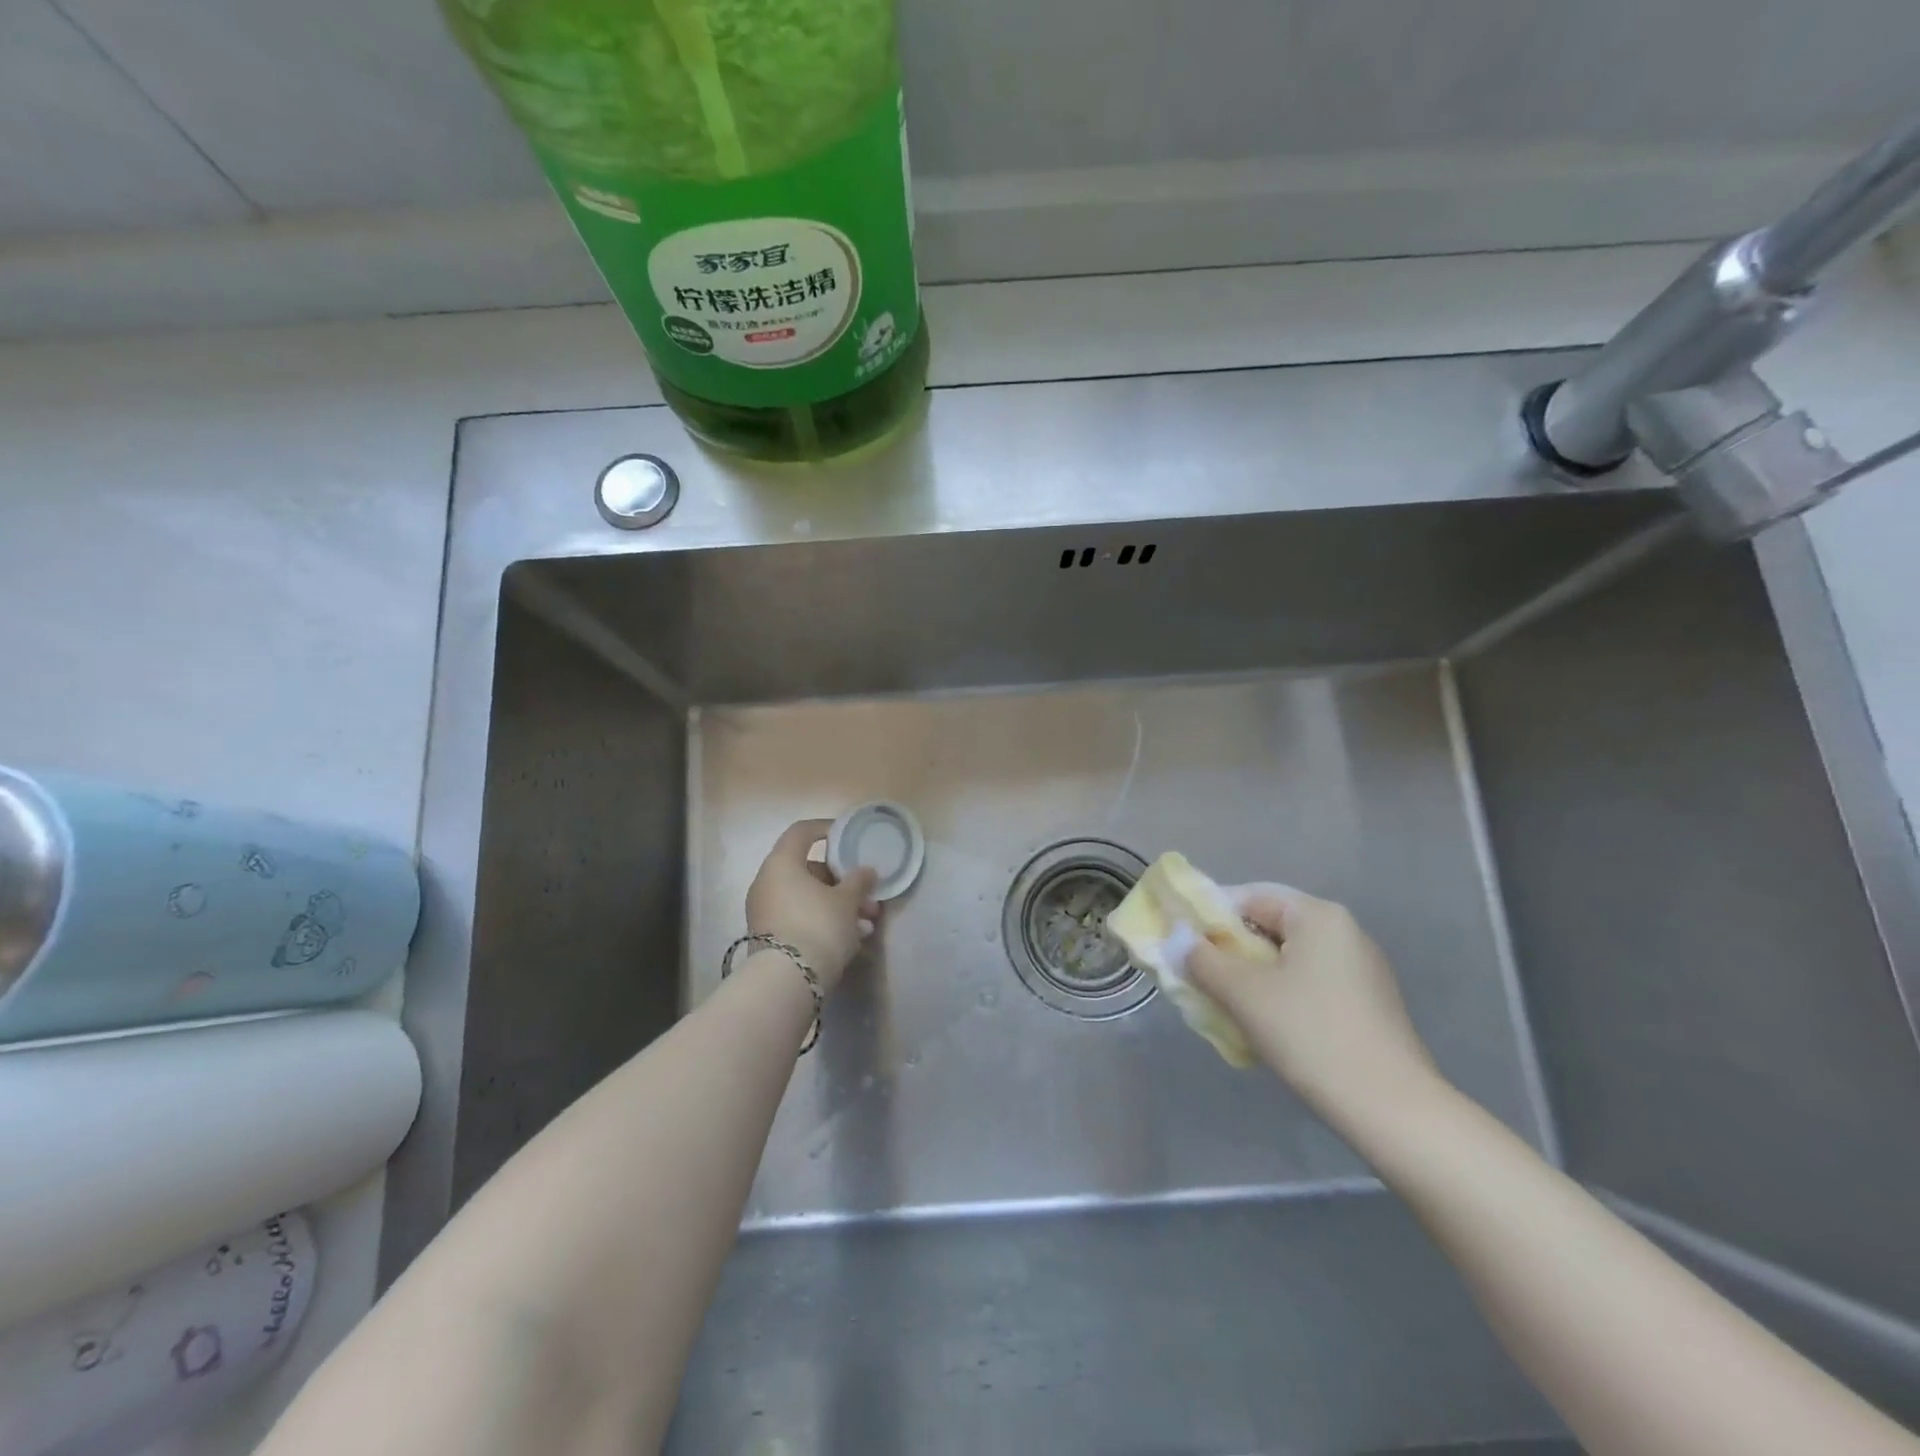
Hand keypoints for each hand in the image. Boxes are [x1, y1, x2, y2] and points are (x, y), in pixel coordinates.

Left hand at [745, 820, 880, 992]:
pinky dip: (824, 922)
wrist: (787, 982)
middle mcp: (767, 882)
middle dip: (842, 882)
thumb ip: (858, 881)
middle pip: (809, 870)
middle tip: (868, 896)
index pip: (802, 832)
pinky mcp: (770, 937)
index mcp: (782, 863)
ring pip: (807, 898)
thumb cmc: (818, 927)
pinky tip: (852, 939)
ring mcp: (765, 911)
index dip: (827, 829)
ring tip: (867, 924)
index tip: (849, 838)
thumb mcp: (847, 901)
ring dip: (838, 906)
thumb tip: (866, 870)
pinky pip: (801, 918)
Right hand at [1187, 886, 1438, 1122]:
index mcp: (1318, 916)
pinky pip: (1309, 983)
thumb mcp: (1243, 992)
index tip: (1182, 945)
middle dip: (1229, 950)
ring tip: (1226, 1005)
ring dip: (1251, 976)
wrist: (1391, 1110)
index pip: (1250, 896)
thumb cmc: (1310, 1034)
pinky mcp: (1368, 1004)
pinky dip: (1280, 995)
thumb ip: (1201, 959)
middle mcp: (1344, 932)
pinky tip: (1266, 1027)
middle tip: (1198, 977)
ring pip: (1288, 958)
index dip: (1209, 916)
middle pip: (1269, 926)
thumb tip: (1177, 939)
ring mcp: (1361, 969)